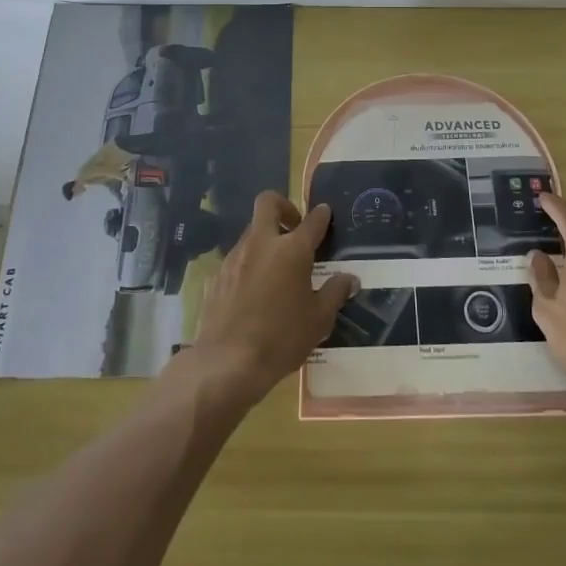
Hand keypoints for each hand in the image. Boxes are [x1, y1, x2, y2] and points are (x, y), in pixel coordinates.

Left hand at [182, 192, 357, 411]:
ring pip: (251, 231)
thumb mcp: (319, 319)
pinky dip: (248, 264)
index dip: (321, 215)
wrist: (228, 362)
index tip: (324, 213)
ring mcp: (234, 257)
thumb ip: (335, 293)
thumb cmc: (282, 339)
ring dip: (265, 239)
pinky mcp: (216, 275)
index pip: (312, 220)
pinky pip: (236, 259)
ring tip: (276, 269)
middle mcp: (262, 244)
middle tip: (294, 228)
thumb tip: (349, 278)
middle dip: (283, 206)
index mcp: (292, 250)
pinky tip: (253, 292)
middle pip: (268, 203)